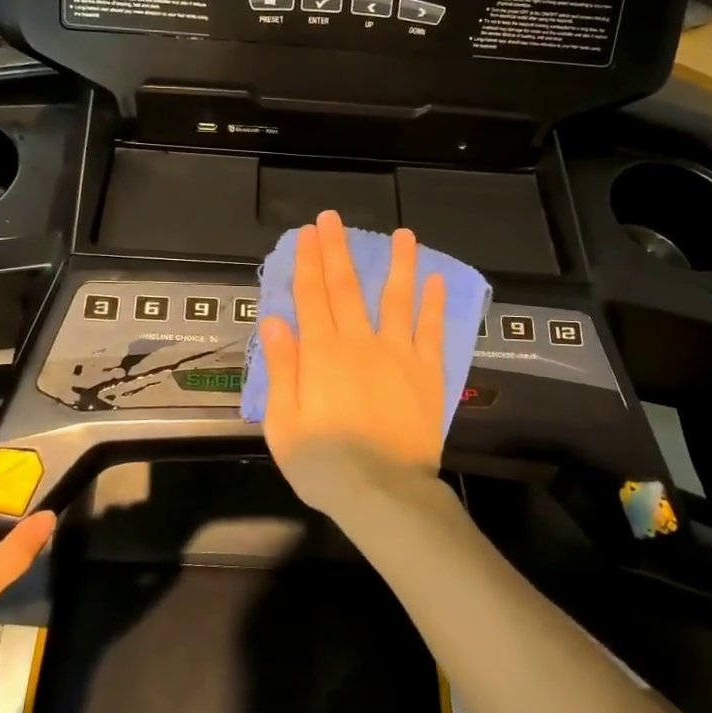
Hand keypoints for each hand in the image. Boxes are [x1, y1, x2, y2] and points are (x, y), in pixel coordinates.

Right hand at [257, 211, 448, 515]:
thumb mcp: (283, 422)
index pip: (311, 296)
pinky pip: (432, 332)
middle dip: (338, 250)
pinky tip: (436, 280)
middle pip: (347, 288)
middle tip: (334, 218)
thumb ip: (281, 367)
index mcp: (321, 354)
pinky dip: (434, 304)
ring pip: (397, 300)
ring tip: (403, 234)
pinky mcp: (427, 374)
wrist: (383, 494)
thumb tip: (275, 320)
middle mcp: (360, 343)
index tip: (306, 233)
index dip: (308, 261)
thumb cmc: (324, 463)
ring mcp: (398, 355)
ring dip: (399, 264)